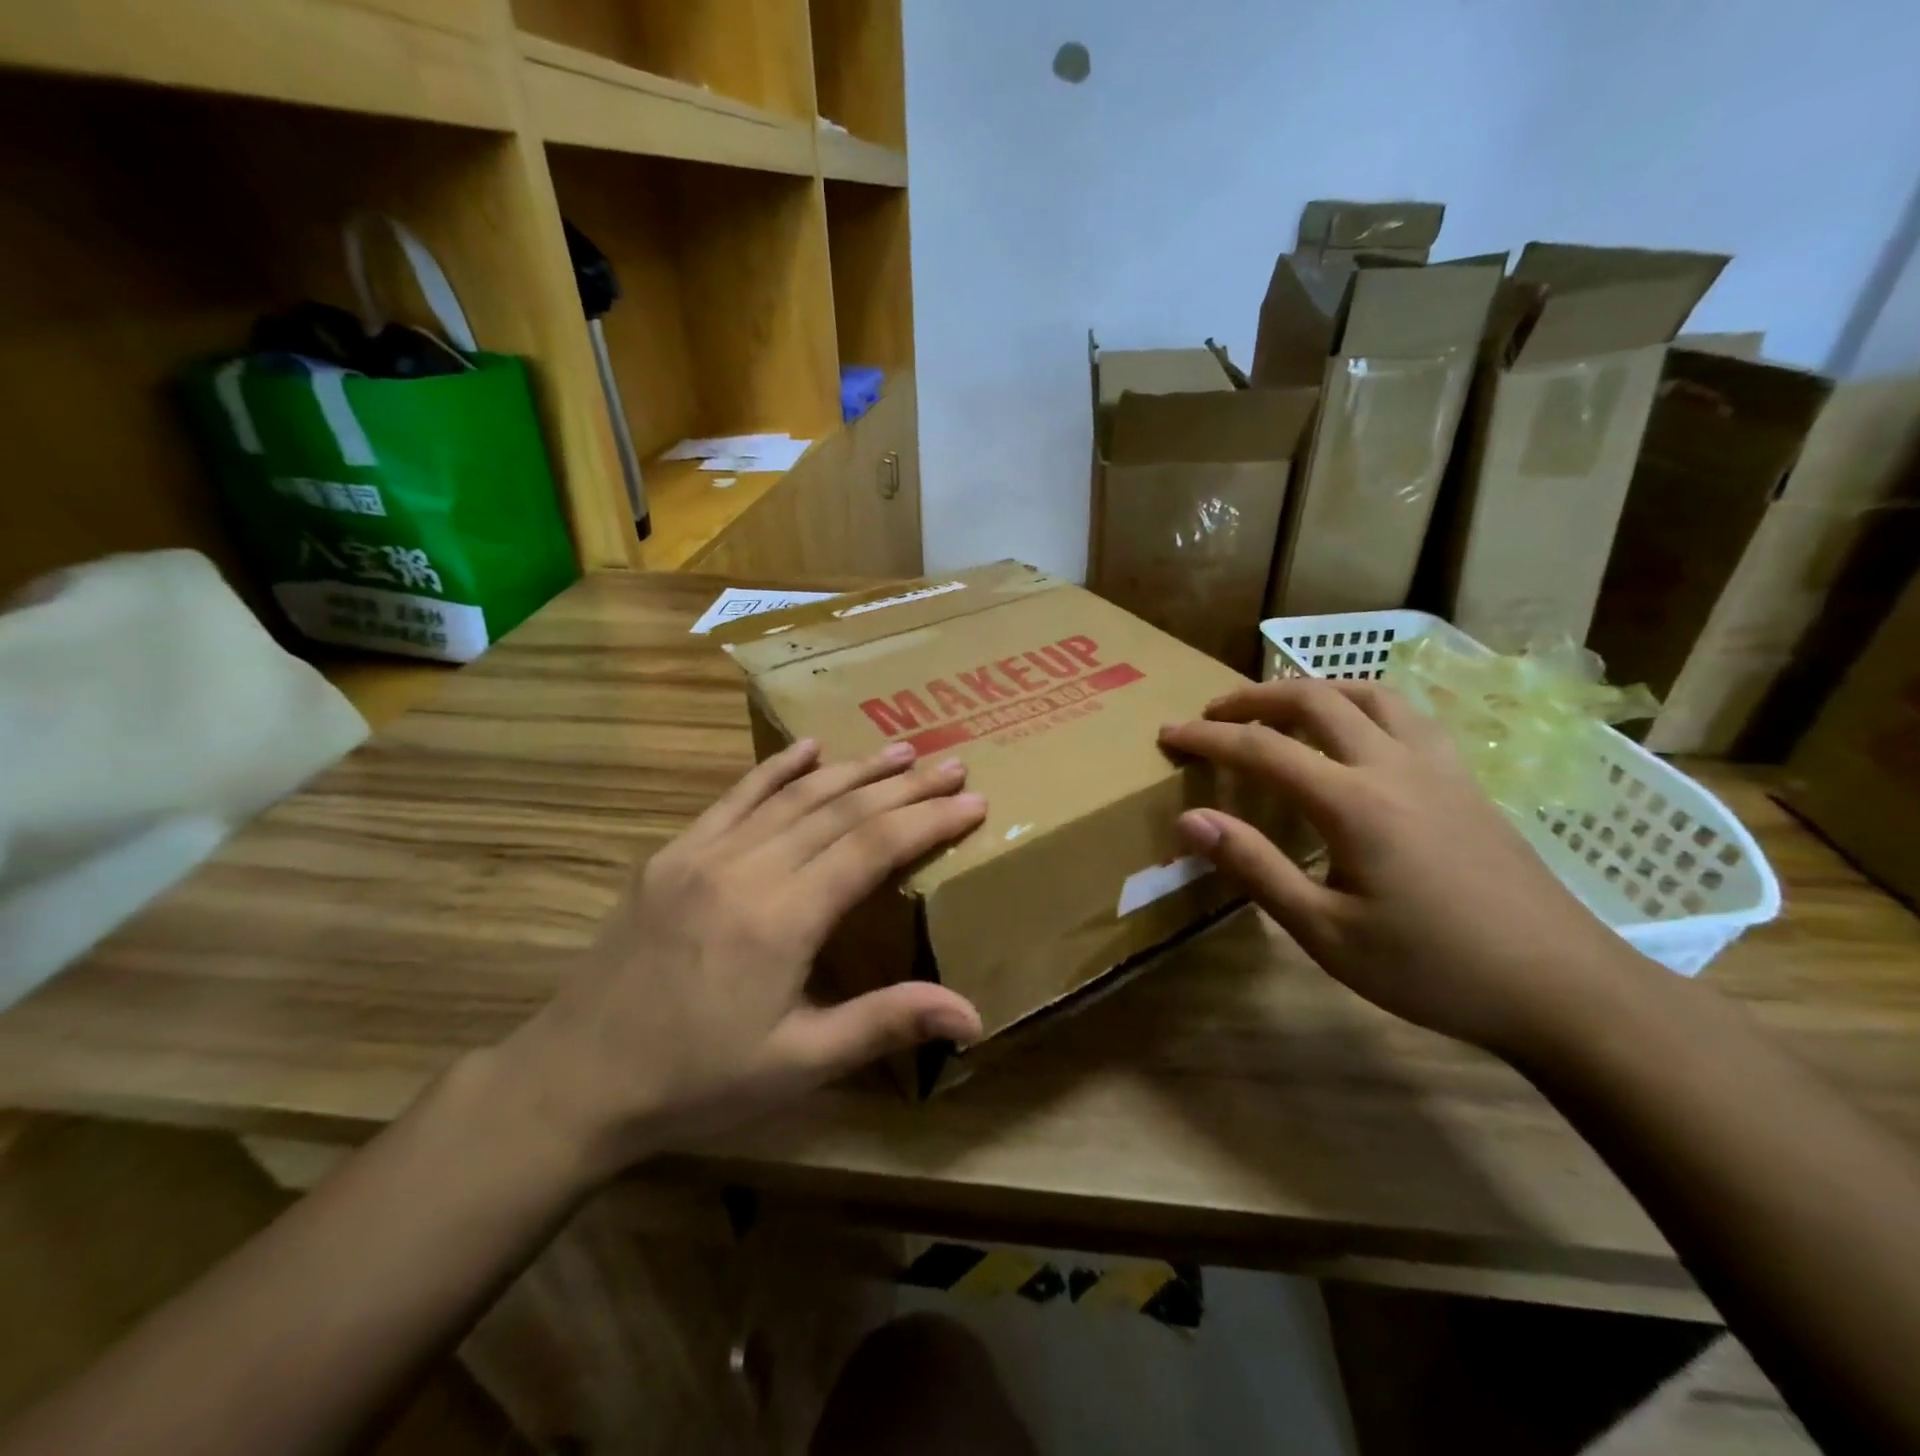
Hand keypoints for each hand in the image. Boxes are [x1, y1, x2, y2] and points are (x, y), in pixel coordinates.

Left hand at [496, 740, 987, 1182]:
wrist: (576, 1079)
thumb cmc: (696, 1080)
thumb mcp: (797, 1063)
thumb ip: (884, 1023)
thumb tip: (973, 1016)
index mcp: (781, 920)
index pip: (872, 848)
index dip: (927, 821)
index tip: (971, 801)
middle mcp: (746, 869)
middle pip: (841, 812)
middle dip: (904, 787)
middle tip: (952, 765)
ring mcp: (703, 854)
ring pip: (794, 796)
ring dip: (853, 770)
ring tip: (901, 751)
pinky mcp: (672, 854)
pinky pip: (735, 797)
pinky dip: (776, 769)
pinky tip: (809, 748)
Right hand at [1159, 679, 1633, 1055]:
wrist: (1562, 988)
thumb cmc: (1433, 968)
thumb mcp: (1326, 933)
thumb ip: (1255, 868)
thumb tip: (1189, 820)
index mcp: (1354, 802)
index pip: (1262, 749)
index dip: (1207, 738)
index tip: (1168, 734)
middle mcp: (1394, 766)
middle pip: (1314, 699)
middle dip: (1254, 697)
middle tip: (1213, 712)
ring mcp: (1438, 767)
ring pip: (1368, 694)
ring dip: (1313, 689)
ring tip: (1280, 707)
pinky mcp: (1467, 781)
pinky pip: (1408, 715)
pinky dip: (1363, 704)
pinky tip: (1357, 731)